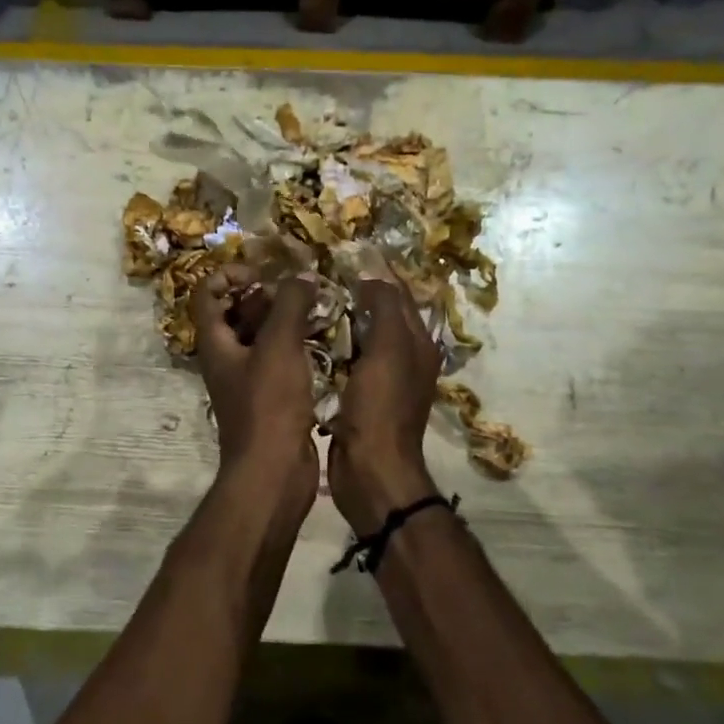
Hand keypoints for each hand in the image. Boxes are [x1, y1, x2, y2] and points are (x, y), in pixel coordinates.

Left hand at [190, 265, 319, 512]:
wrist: (274, 471)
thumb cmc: (269, 404)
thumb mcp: (279, 346)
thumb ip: (290, 305)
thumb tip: (302, 276)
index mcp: (215, 342)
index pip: (207, 293)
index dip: (230, 275)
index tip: (263, 276)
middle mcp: (226, 357)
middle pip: (236, 312)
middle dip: (266, 295)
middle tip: (300, 291)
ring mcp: (247, 379)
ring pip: (261, 336)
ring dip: (285, 320)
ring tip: (319, 309)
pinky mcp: (269, 397)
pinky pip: (279, 360)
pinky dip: (297, 346)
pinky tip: (325, 341)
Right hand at [329, 274, 441, 531]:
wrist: (370, 471)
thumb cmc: (380, 409)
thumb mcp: (386, 352)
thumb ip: (383, 311)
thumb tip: (373, 277)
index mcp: (417, 343)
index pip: (400, 294)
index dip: (378, 272)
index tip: (345, 252)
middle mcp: (403, 357)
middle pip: (379, 313)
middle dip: (354, 292)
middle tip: (318, 272)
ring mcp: (380, 378)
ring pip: (358, 336)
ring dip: (338, 318)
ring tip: (307, 298)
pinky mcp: (357, 396)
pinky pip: (343, 360)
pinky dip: (329, 345)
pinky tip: (305, 336)